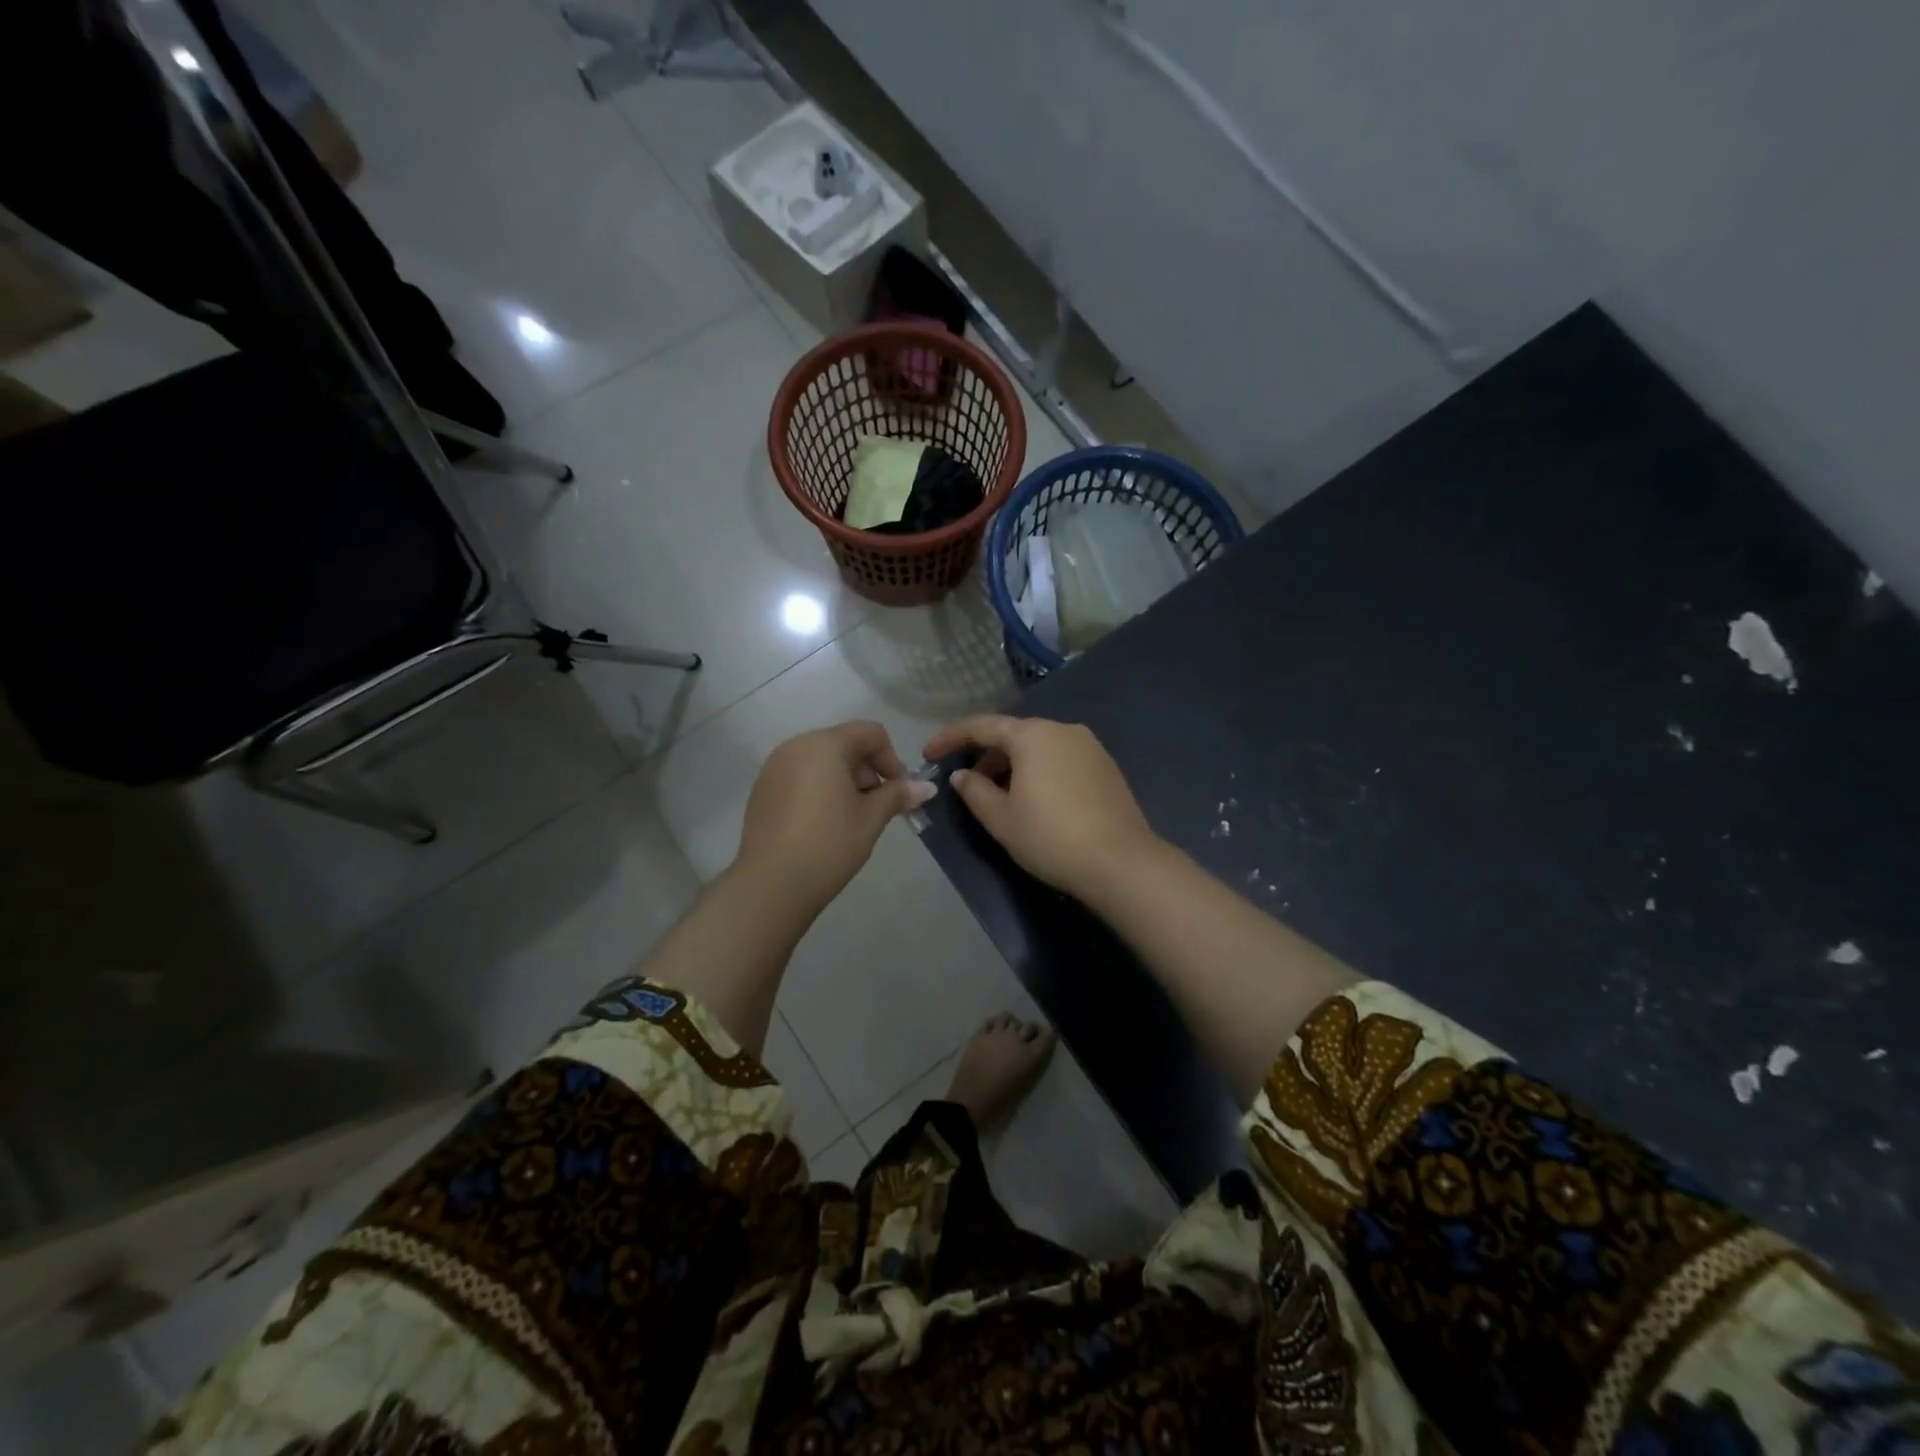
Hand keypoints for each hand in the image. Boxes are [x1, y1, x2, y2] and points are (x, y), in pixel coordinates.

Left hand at [734, 721, 934, 915]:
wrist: (771, 884)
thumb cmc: (829, 844)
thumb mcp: (871, 818)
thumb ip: (898, 795)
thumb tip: (926, 787)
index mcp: (825, 744)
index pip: (871, 733)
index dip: (892, 760)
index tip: (897, 793)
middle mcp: (796, 745)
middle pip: (845, 743)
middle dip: (867, 771)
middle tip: (876, 808)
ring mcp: (774, 767)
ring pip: (821, 760)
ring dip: (844, 780)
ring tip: (850, 818)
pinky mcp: (762, 789)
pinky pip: (800, 776)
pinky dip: (819, 789)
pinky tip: (822, 824)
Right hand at [922, 715, 1161, 900]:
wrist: (1121, 863)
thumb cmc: (1050, 837)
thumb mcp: (1001, 819)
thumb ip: (974, 791)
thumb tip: (962, 775)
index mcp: (1033, 735)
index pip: (981, 726)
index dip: (950, 738)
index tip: (928, 754)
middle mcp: (1063, 729)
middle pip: (1012, 734)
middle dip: (984, 755)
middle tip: (966, 783)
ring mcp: (1089, 746)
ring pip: (1038, 747)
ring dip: (1012, 764)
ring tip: (998, 795)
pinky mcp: (1106, 766)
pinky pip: (1060, 758)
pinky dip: (1038, 770)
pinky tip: (1034, 799)